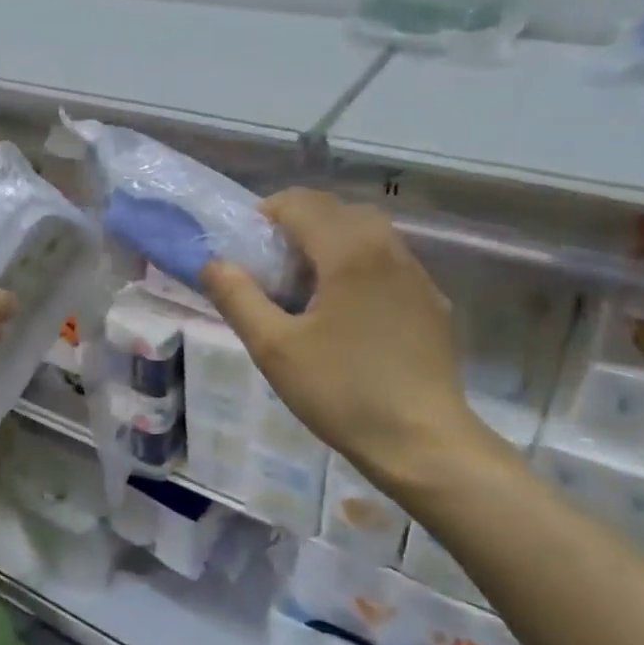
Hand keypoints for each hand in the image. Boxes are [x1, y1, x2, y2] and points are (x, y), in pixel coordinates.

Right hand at [202, 188, 507, 498]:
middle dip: (297, 225)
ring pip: (366, 232)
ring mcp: (416, 273)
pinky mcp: (431, 300)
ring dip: (329, 243)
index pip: (299, 202)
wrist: (422, 441)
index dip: (264, 216)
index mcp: (349, 250)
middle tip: (272, 269)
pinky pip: (387, 261)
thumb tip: (212, 263)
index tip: (247, 251)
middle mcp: (388, 247)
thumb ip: (237, 298)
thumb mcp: (274, 348)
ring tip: (306, 289)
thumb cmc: (342, 392)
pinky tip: (347, 314)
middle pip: (335, 210)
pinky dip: (358, 265)